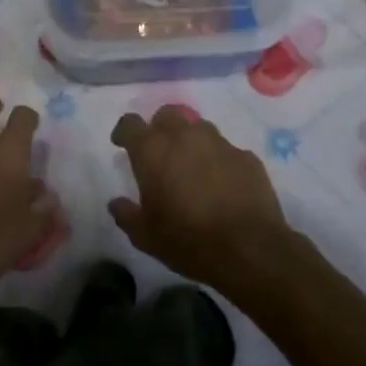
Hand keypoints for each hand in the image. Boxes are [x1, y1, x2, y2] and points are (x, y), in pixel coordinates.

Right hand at [109, 108, 297, 303]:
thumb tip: (116, 203)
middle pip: (167, 115)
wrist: (250, 250)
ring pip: (199, 128)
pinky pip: (226, 150)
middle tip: (160, 154)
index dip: (124, 132)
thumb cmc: (187, 240)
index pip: (130, 123)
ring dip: (190, 142)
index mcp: (152, 151)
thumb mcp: (145, 236)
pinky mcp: (247, 157)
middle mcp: (185, 137)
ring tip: (192, 168)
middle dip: (159, 128)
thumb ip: (126, 215)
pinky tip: (222, 184)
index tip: (122, 144)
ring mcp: (220, 143)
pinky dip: (219, 161)